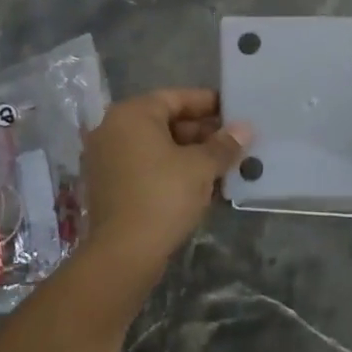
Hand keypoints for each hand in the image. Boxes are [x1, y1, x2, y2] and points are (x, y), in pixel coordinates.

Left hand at [80, 89, 250, 278]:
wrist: (123, 253)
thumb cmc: (163, 196)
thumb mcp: (201, 167)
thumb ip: (223, 145)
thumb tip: (244, 129)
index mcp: (132, 114)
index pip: (176, 97)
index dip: (208, 103)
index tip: (234, 111)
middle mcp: (113, 129)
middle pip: (165, 121)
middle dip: (201, 132)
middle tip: (232, 141)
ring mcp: (106, 158)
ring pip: (156, 146)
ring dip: (188, 153)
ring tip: (222, 163)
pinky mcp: (108, 185)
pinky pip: (145, 166)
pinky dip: (170, 169)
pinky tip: (199, 183)